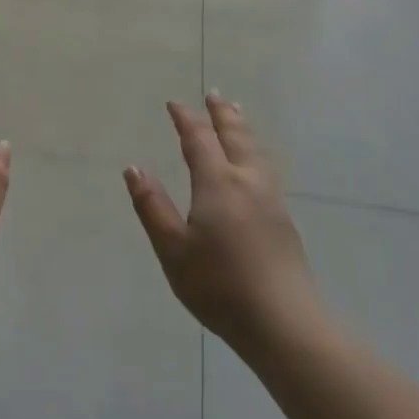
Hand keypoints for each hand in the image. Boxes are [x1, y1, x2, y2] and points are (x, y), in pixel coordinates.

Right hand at [124, 93, 328, 358]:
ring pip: (256, 151)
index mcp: (218, 184)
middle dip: (222, 114)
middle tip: (214, 95)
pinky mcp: (284, 220)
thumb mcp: (173, 249)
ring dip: (243, 128)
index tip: (174, 104)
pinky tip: (255, 163)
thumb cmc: (219, 286)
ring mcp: (271, 200)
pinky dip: (255, 150)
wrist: (284, 323)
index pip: (199, 140)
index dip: (186, 119)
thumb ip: (152, 206)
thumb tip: (133, 168)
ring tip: (237, 114)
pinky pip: (266, 167)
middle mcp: (247, 182)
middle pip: (235, 137)